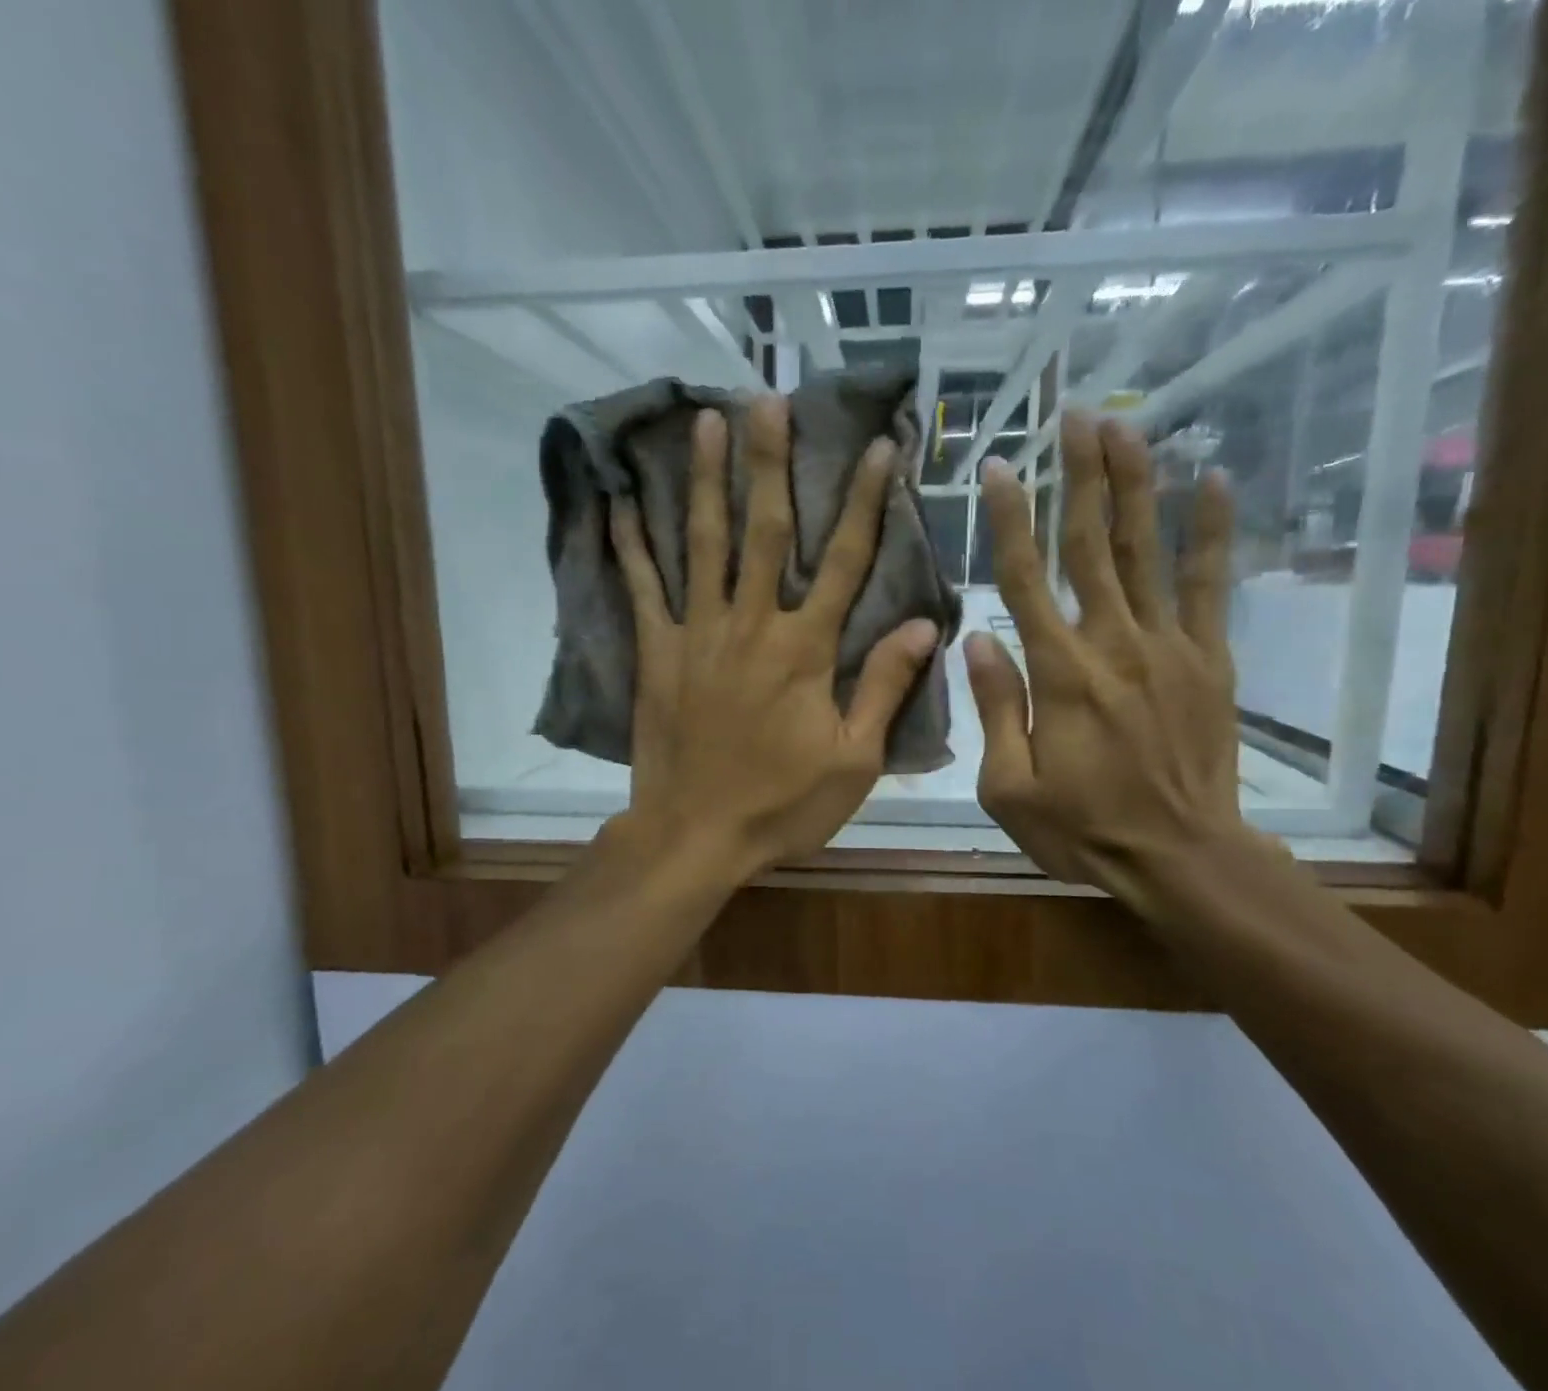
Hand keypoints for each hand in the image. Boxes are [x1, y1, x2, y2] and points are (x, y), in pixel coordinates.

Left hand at [606, 394, 940, 880]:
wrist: (695, 836)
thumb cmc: (781, 804)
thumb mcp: (854, 760)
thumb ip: (884, 687)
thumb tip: (925, 625)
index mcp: (805, 650)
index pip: (844, 561)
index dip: (864, 501)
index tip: (878, 445)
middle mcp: (752, 625)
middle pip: (765, 531)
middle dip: (771, 462)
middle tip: (769, 397)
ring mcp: (698, 635)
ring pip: (703, 544)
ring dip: (707, 480)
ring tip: (705, 422)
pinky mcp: (656, 654)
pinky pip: (642, 590)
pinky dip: (632, 546)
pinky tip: (623, 503)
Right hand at [967, 411, 1252, 915]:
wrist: (1181, 857)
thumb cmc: (1083, 828)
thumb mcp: (1009, 788)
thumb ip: (995, 709)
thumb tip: (977, 641)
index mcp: (1059, 674)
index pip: (1025, 580)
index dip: (1008, 520)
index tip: (997, 468)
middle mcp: (1113, 643)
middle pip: (1090, 545)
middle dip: (1080, 474)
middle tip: (1073, 414)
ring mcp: (1168, 646)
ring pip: (1145, 551)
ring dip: (1134, 485)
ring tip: (1125, 426)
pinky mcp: (1209, 659)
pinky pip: (1210, 586)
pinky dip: (1211, 532)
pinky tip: (1214, 482)